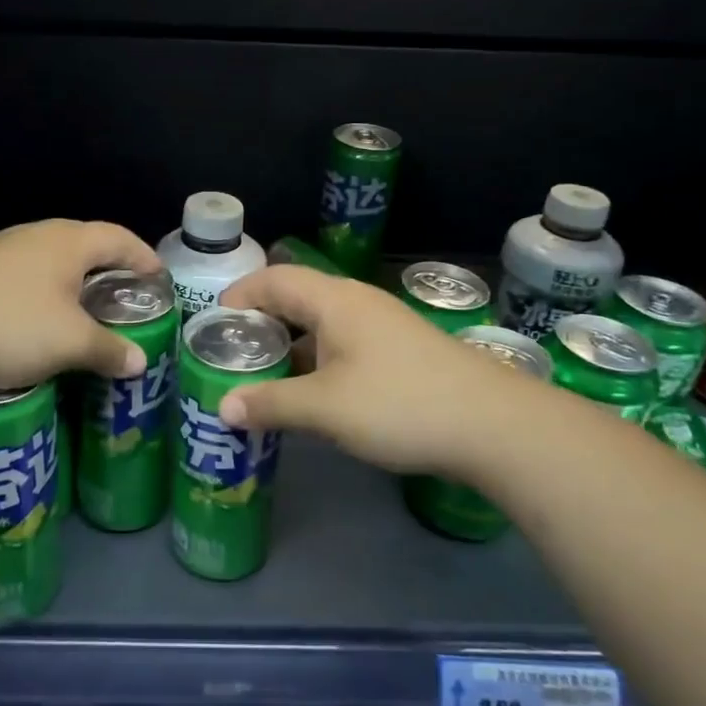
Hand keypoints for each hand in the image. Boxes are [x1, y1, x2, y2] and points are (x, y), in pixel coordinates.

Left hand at [0, 220, 162, 391]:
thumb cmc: (10, 326)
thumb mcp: (70, 343)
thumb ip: (109, 350)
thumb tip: (139, 361)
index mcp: (67, 242)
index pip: (118, 237)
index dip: (143, 256)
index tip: (158, 279)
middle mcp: (35, 235)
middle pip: (84, 243)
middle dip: (108, 268)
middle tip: (124, 297)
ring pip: (50, 260)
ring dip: (72, 282)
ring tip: (83, 311)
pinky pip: (22, 275)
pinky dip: (42, 292)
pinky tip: (35, 320)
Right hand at [216, 266, 530, 477]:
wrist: (494, 425)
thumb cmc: (399, 404)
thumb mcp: (325, 408)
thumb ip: (271, 404)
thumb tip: (222, 407)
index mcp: (334, 300)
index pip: (273, 280)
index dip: (239, 296)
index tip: (212, 327)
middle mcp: (356, 302)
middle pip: (295, 298)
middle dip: (260, 324)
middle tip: (231, 356)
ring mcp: (383, 326)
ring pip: (321, 325)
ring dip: (289, 346)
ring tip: (263, 377)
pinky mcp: (400, 351)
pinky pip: (343, 344)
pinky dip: (316, 361)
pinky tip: (312, 394)